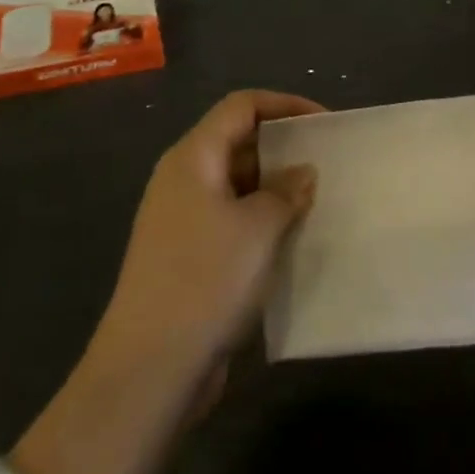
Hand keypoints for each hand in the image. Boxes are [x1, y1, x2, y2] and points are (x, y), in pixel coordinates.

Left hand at [94, 91, 321, 388]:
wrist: (148, 368)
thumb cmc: (206, 280)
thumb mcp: (259, 228)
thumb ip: (286, 191)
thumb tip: (302, 173)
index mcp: (193, 157)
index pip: (241, 106)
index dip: (284, 105)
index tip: (324, 122)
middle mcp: (182, 179)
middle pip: (236, 141)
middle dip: (282, 147)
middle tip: (326, 162)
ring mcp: (181, 219)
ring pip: (235, 183)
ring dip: (274, 187)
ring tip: (317, 199)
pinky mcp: (185, 255)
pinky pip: (230, 218)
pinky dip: (260, 219)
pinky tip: (291, 238)